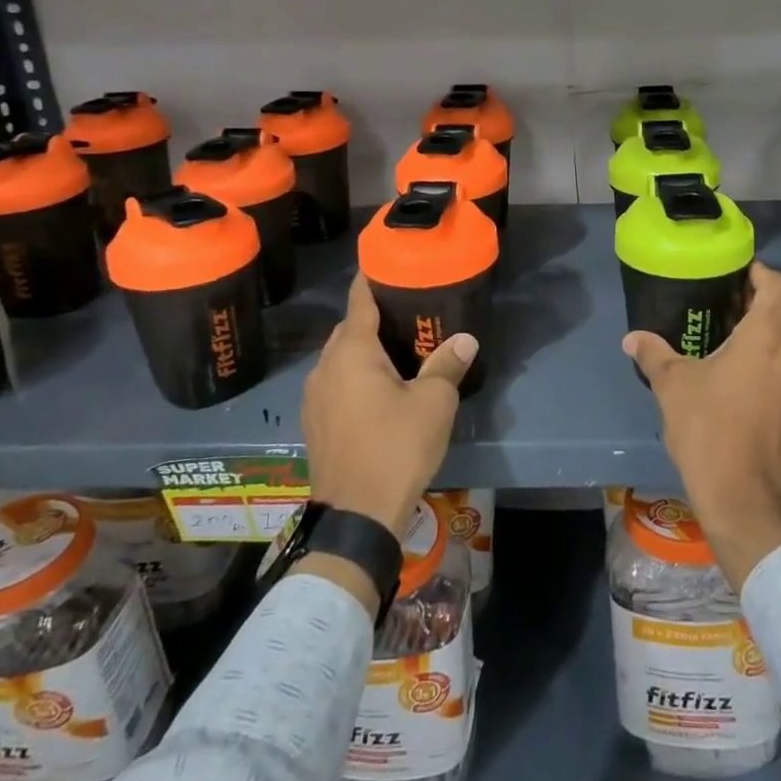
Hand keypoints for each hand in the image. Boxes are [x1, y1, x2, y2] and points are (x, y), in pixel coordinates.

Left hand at [302, 273, 475, 543]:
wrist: (356, 517)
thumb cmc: (396, 448)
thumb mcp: (433, 403)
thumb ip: (447, 365)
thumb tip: (465, 339)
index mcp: (352, 352)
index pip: (359, 300)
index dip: (371, 278)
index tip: (386, 263)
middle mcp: (326, 367)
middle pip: (348, 329)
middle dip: (373, 317)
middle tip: (407, 313)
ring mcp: (315, 397)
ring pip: (339, 358)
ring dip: (362, 350)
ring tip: (397, 351)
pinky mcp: (314, 423)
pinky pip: (335, 384)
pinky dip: (354, 376)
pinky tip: (378, 390)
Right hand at [623, 261, 780, 589]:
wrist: (747, 501)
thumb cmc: (710, 432)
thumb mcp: (673, 387)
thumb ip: (654, 355)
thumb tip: (632, 337)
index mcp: (768, 338)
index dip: (764, 273)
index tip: (740, 273)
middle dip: (771, 298)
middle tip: (736, 301)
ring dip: (779, 329)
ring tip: (741, 335)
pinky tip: (753, 375)